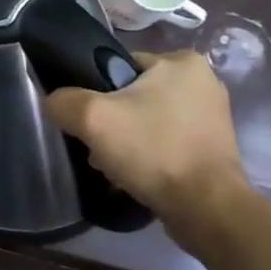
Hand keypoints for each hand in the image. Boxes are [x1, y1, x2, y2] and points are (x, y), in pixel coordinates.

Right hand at [46, 51, 248, 222]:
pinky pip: (166, 140)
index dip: (95, 93)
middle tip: (99, 147)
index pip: (118, 66)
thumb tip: (56, 103)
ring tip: (115, 165)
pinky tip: (137, 173)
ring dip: (128, 140)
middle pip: (132, 95)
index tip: (89, 122)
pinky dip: (149, 154)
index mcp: (182, 61)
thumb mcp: (91, 118)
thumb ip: (63, 101)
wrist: (206, 208)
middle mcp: (203, 81)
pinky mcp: (214, 145)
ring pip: (147, 119)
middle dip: (112, 121)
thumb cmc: (153, 151)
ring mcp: (212, 115)